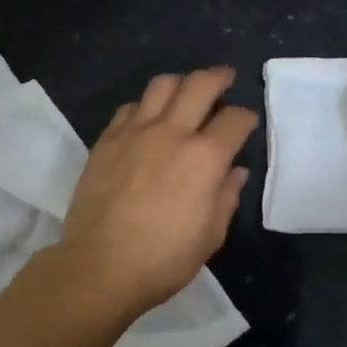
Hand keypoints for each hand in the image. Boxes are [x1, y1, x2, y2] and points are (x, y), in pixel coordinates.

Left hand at [56, 67, 256, 318]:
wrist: (99, 268)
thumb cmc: (163, 260)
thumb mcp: (210, 236)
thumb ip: (226, 197)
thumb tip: (235, 172)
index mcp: (204, 158)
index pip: (234, 119)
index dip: (246, 117)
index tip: (246, 123)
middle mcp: (171, 133)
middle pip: (200, 84)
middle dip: (219, 78)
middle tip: (225, 80)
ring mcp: (134, 133)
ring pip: (161, 85)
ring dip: (180, 83)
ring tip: (185, 92)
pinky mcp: (106, 141)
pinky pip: (129, 108)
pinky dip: (145, 107)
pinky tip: (147, 120)